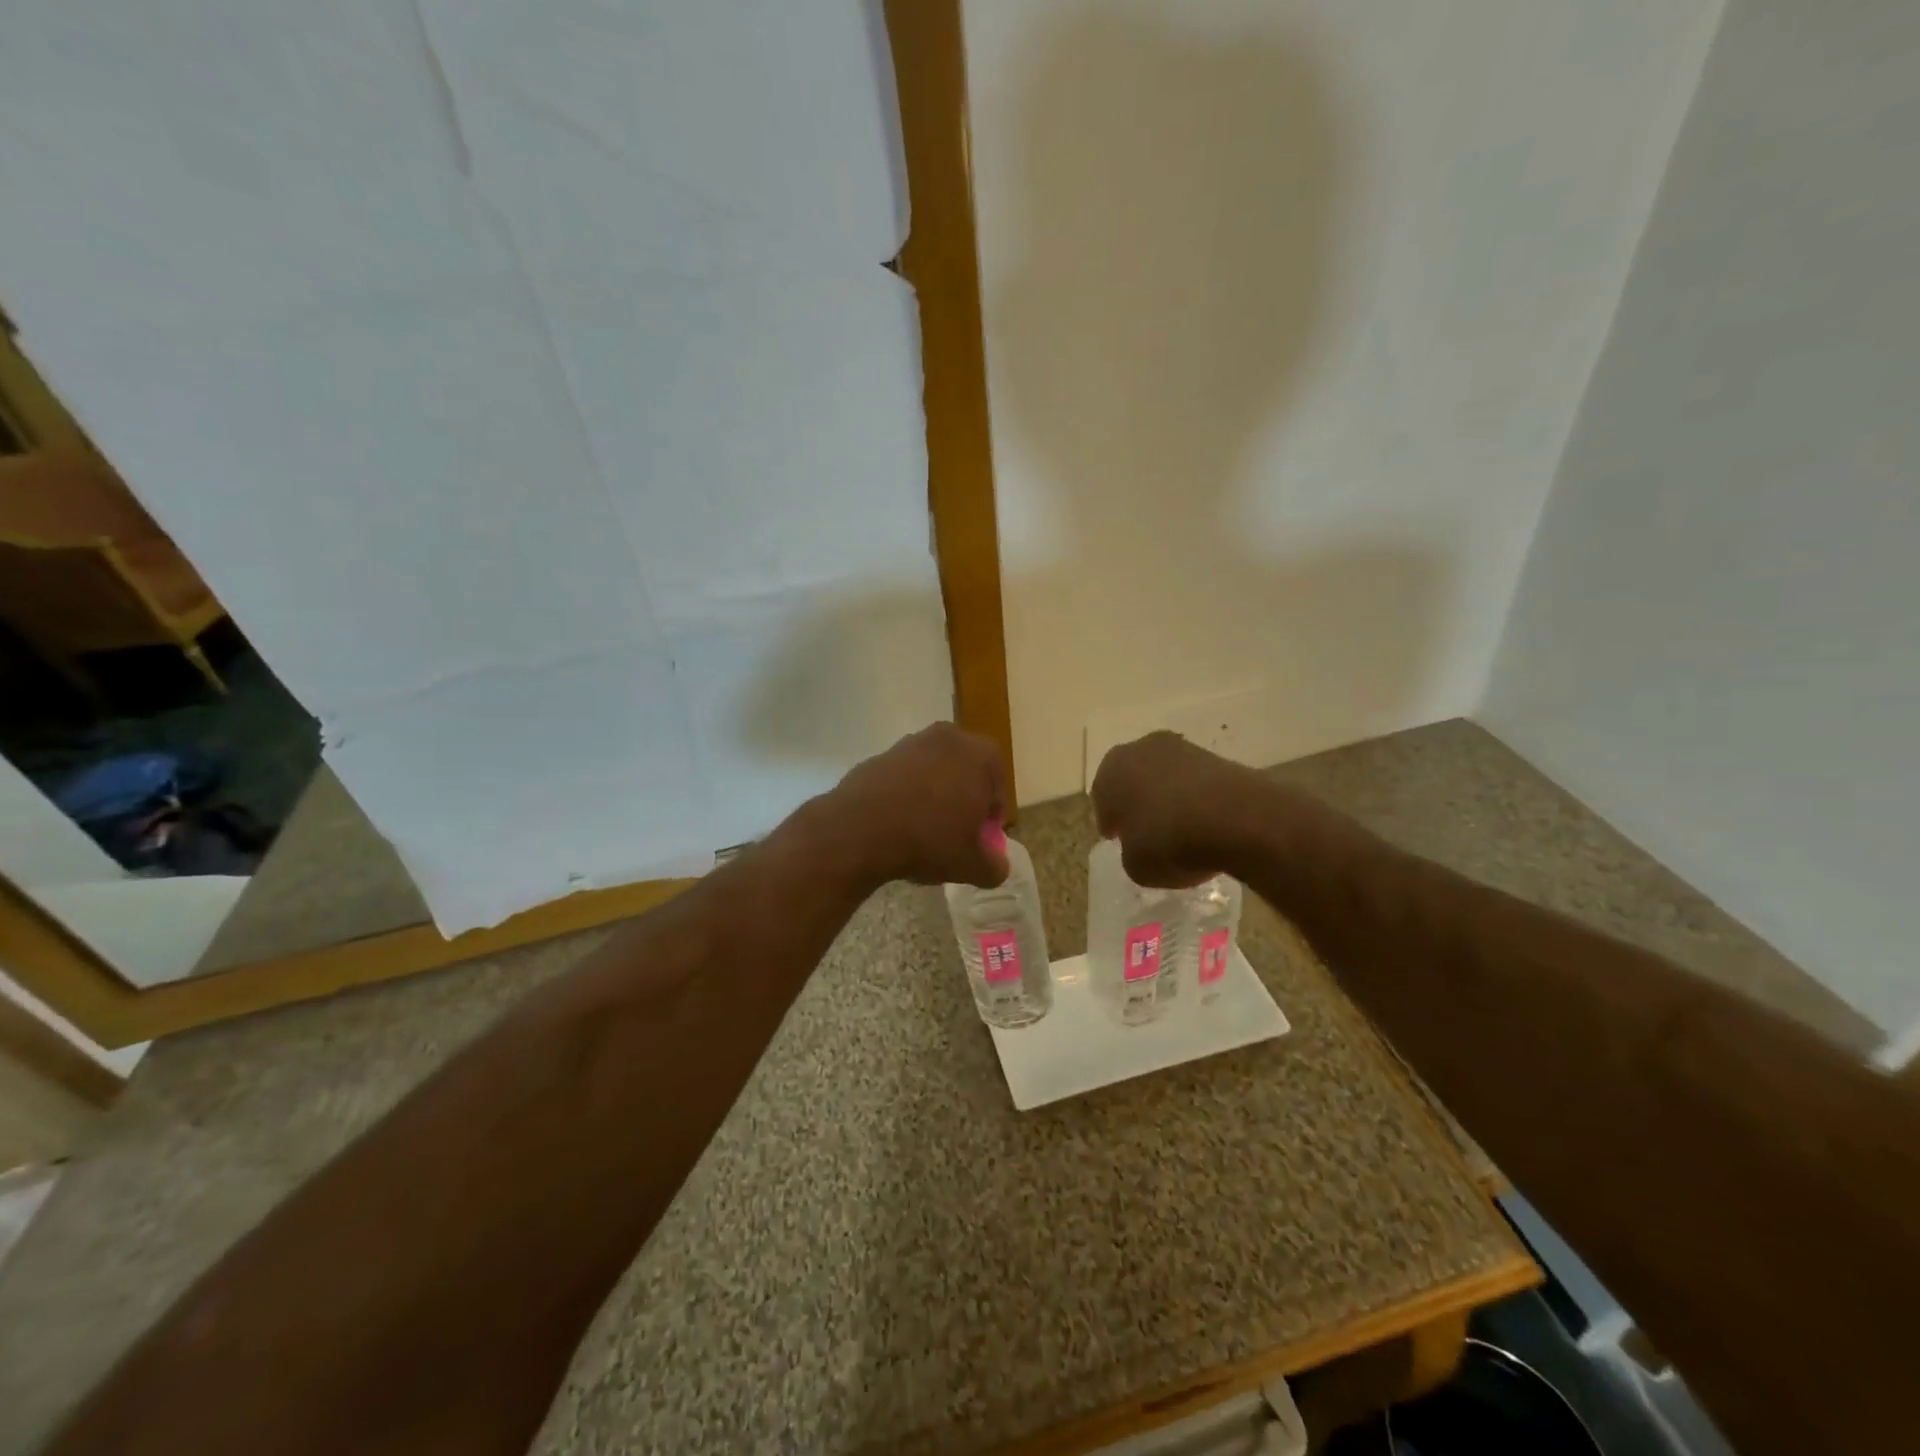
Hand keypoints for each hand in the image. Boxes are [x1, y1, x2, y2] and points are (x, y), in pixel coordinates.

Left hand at [824, 722, 1008, 888]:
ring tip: (922, 831)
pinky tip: (896, 824)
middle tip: (953, 834)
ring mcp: (911, 743)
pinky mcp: (880, 754)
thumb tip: (997, 865)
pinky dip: (904, 795)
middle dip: (962, 800)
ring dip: (933, 796)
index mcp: (981, 755)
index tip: (979, 840)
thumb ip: (994, 866)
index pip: (997, 788)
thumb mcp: (971, 865)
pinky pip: (903, 777)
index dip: (990, 817)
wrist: (859, 829)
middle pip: (965, 774)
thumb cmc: (928, 840)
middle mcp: (949, 738)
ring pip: (933, 772)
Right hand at [1091, 731, 1266, 886]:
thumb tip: (1140, 846)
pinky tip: (1205, 824)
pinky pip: (1196, 783)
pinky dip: (1197, 799)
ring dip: (1168, 798)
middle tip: (1144, 830)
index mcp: (1112, 769)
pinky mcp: (1219, 758)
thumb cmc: (1169, 841)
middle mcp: (1142, 749)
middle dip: (1137, 801)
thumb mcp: (1135, 865)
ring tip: (1179, 829)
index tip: (1116, 838)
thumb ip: (1130, 852)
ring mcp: (1183, 749)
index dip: (1109, 820)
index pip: (1102, 796)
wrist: (1237, 820)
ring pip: (1166, 777)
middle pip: (1134, 778)